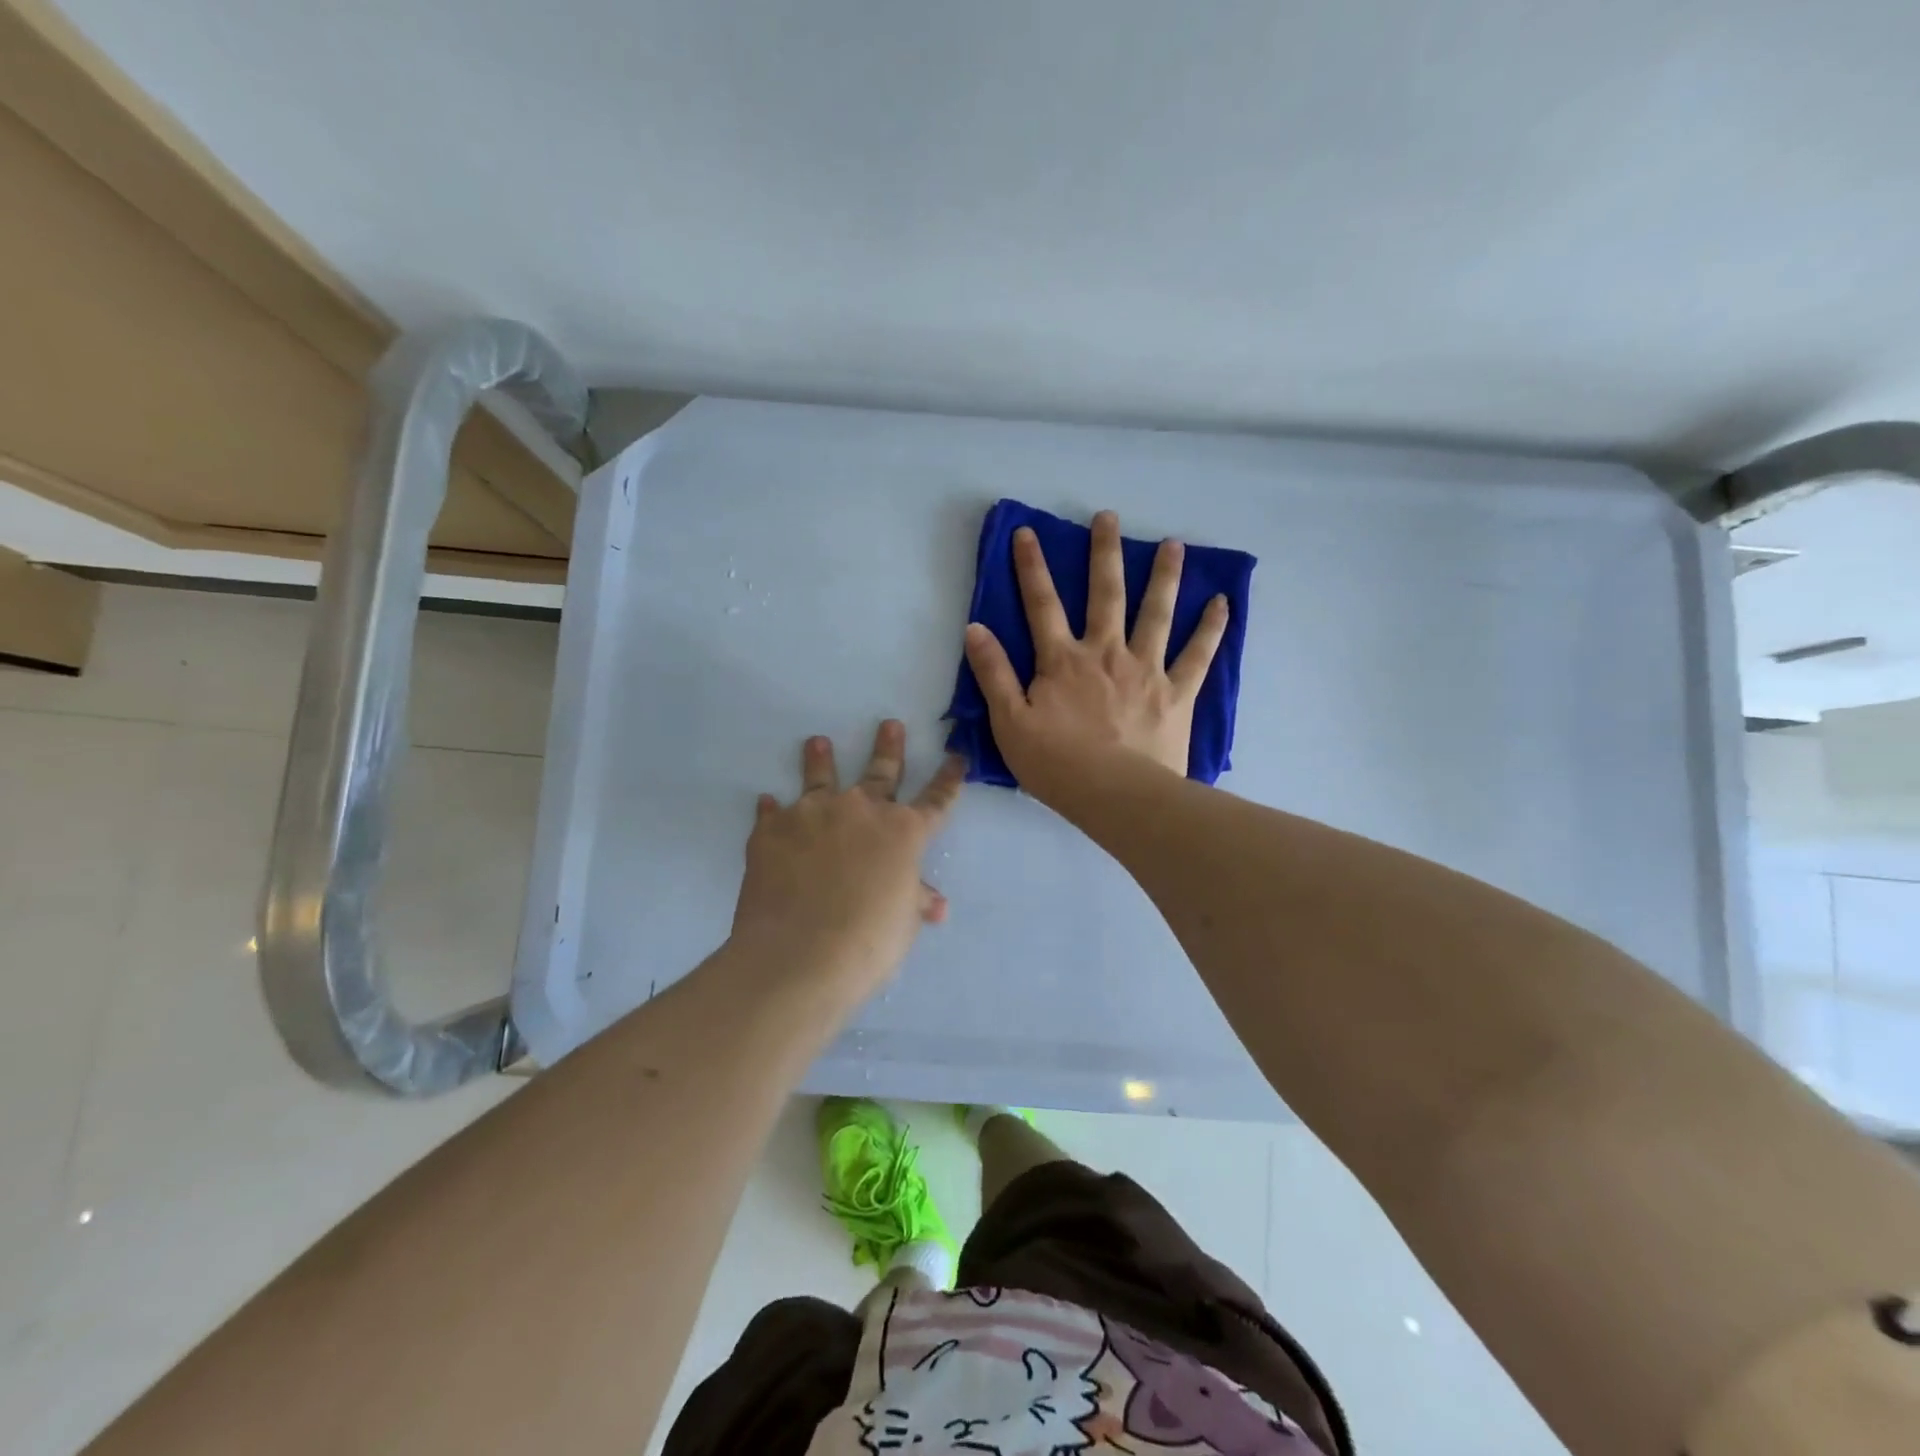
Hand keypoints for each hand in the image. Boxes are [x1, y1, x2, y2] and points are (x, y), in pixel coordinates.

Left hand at [729, 721, 963, 1003]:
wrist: (800, 954)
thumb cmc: (868, 942)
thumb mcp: (903, 922)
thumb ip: (915, 901)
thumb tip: (936, 905)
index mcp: (903, 832)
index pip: (936, 800)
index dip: (949, 780)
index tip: (957, 757)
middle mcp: (860, 810)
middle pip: (881, 772)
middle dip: (889, 748)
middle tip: (889, 724)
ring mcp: (813, 814)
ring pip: (821, 777)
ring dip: (821, 759)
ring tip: (817, 742)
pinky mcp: (772, 829)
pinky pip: (773, 812)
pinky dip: (772, 809)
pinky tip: (767, 802)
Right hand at [962, 509, 1227, 797]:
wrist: (1116, 796)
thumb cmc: (1057, 764)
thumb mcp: (1009, 722)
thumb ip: (993, 673)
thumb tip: (975, 628)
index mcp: (1063, 660)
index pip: (1041, 604)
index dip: (1031, 567)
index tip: (1028, 533)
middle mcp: (1106, 652)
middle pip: (1104, 594)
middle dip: (1104, 553)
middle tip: (1109, 517)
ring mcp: (1146, 669)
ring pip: (1156, 613)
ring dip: (1164, 576)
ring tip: (1174, 545)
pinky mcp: (1177, 692)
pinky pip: (1197, 655)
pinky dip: (1211, 628)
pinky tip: (1222, 603)